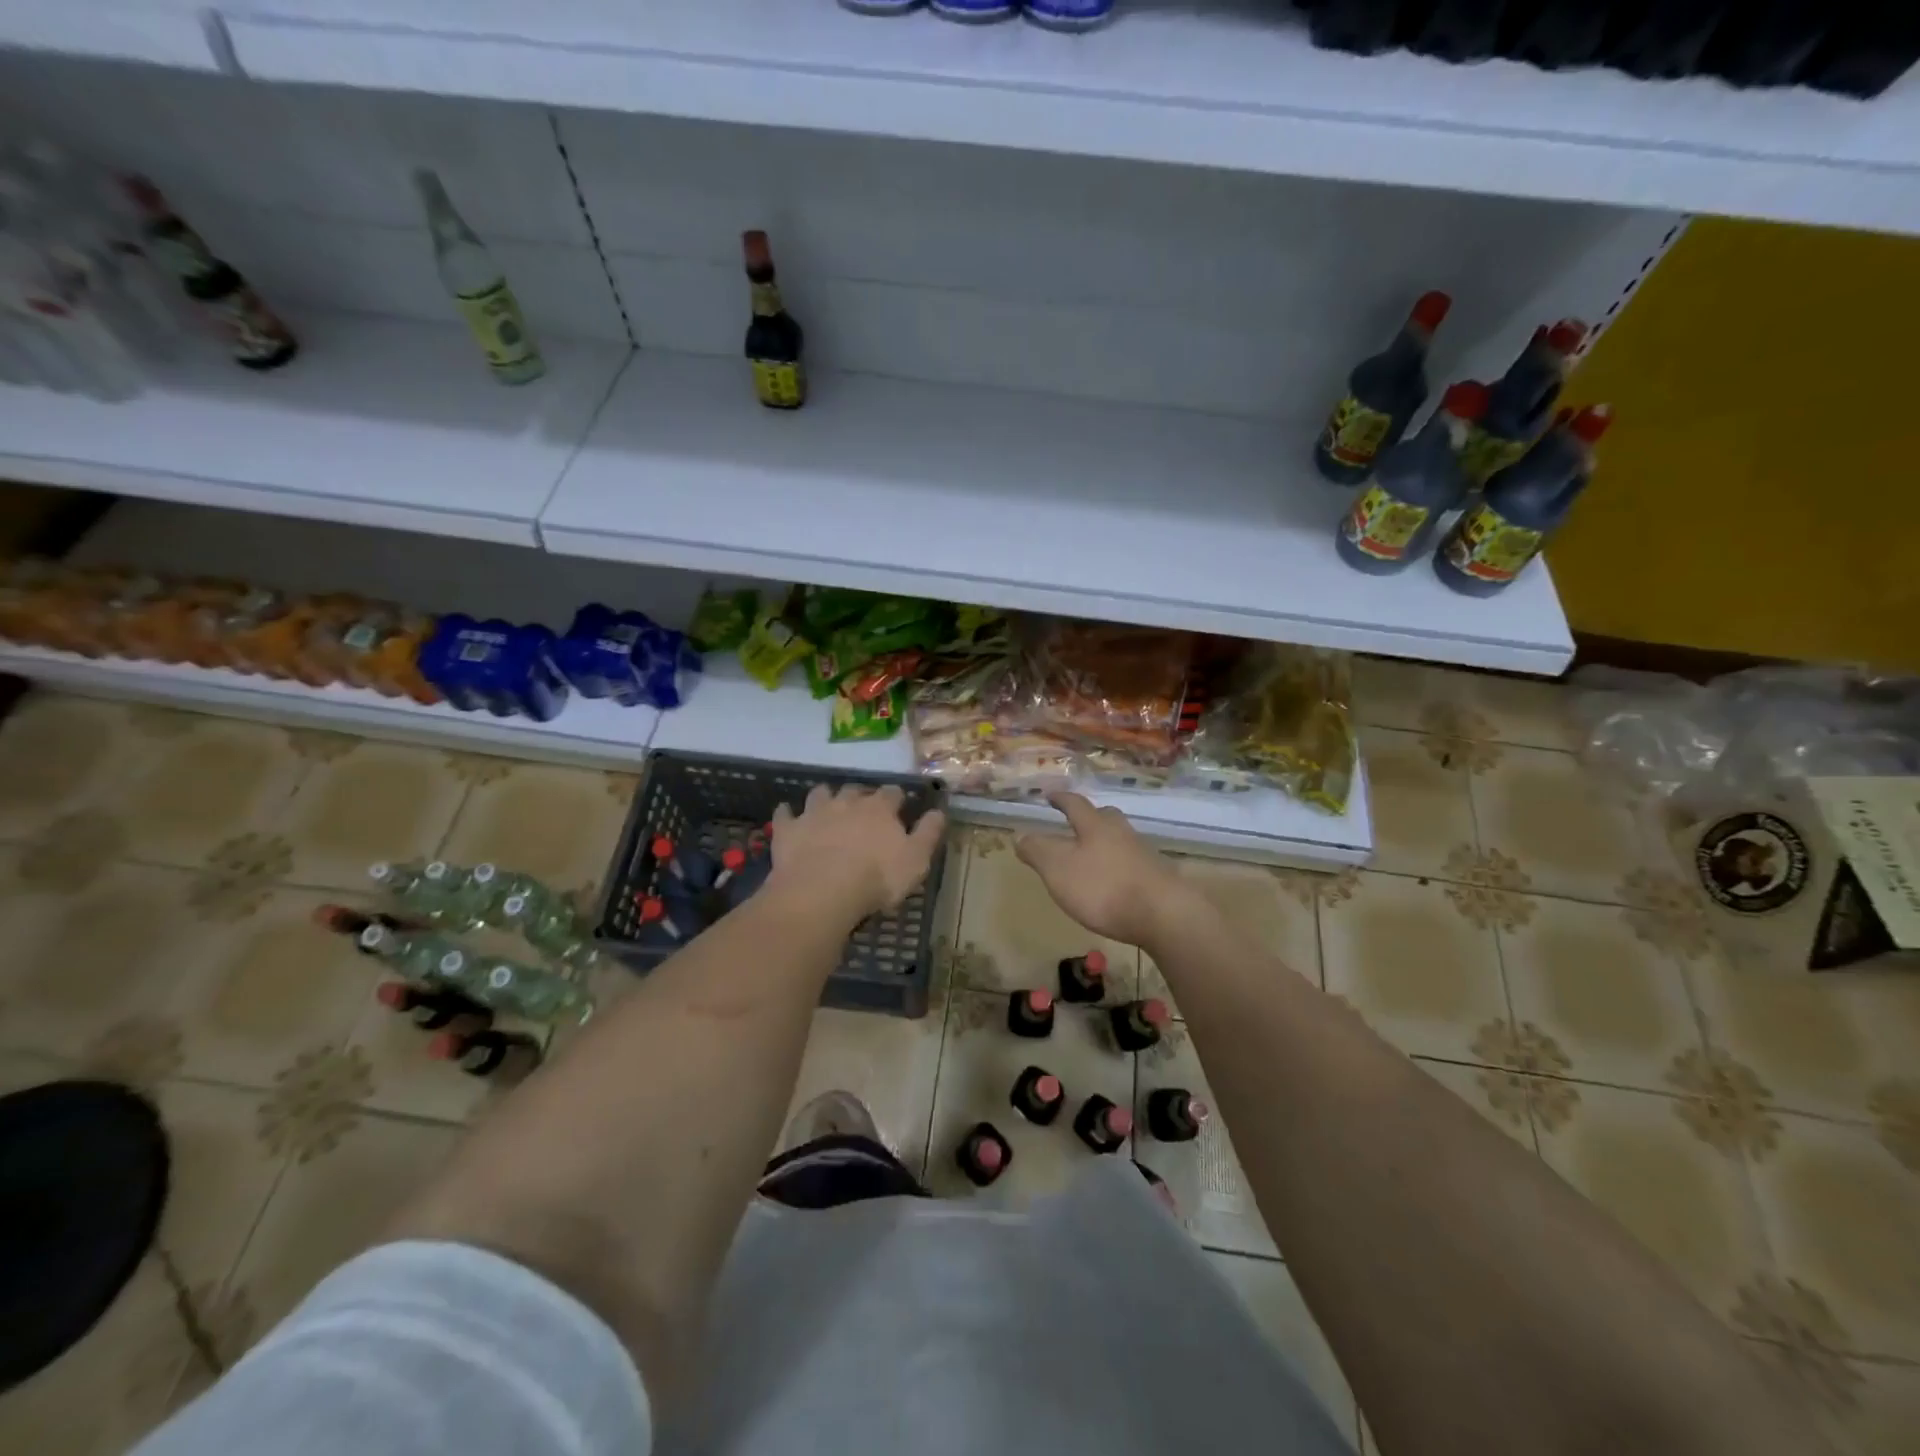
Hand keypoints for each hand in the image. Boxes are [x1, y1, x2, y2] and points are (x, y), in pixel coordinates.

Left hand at [767, 783, 945, 922]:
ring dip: (825, 797)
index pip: (892, 793)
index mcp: (879, 808)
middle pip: (855, 790)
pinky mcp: (788, 829)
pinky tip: (787, 816)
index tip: (899, 805)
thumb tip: (939, 812)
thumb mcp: (916, 860)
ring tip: (827, 807)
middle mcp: (847, 802)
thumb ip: (928, 833)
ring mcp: (814, 813)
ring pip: (820, 793)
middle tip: (863, 809)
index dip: (896, 799)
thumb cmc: (876, 877)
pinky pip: (784, 814)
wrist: (822, 890)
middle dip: (860, 796)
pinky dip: (787, 813)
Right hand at [1016, 792, 1195, 949]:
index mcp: (1095, 826)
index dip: (1061, 799)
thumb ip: (1037, 851)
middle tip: (1077, 823)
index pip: (1075, 804)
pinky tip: (1115, 881)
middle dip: (1090, 818)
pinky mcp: (1159, 878)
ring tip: (1093, 856)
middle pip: (1105, 817)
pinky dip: (1120, 866)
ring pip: (1121, 839)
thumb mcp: (1058, 869)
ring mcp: (1144, 854)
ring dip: (1106, 843)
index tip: (1050, 795)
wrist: (1164, 915)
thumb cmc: (1103, 887)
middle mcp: (1122, 833)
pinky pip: (1133, 863)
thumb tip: (1020, 835)